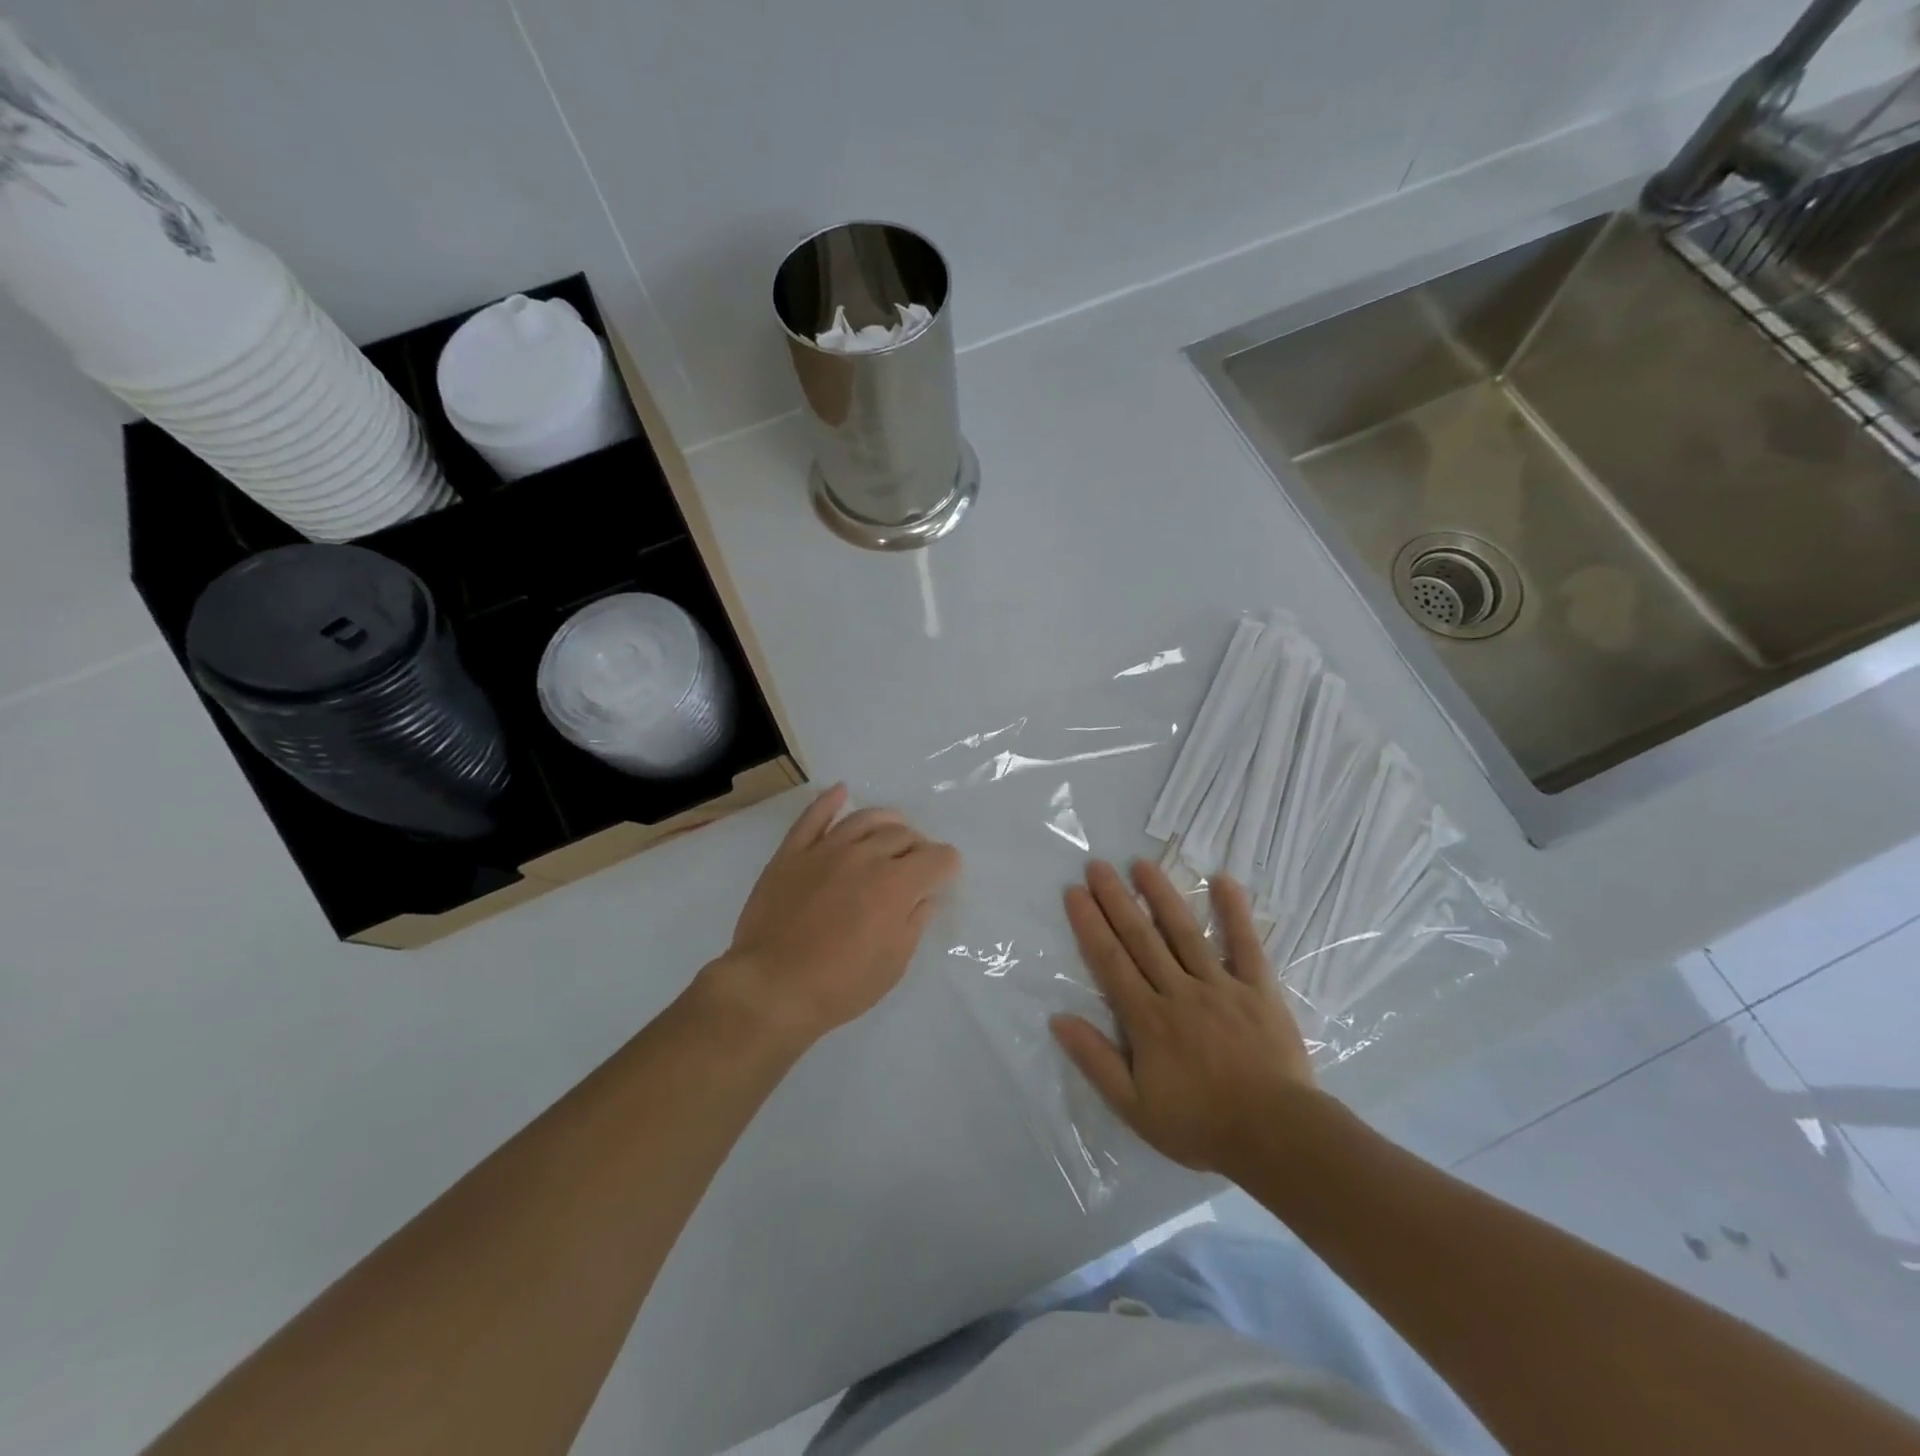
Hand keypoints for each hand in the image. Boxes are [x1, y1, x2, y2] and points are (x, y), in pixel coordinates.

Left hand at [706, 785, 960, 1048]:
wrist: (771, 988)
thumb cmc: (839, 986)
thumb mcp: (892, 965)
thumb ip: (914, 923)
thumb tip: (924, 897)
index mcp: (896, 885)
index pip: (937, 858)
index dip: (947, 865)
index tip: (945, 874)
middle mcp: (865, 856)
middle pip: (903, 835)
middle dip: (918, 846)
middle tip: (916, 863)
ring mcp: (825, 850)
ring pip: (864, 819)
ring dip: (886, 820)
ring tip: (893, 827)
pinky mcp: (792, 853)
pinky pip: (813, 817)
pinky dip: (829, 801)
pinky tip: (841, 792)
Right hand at [1051, 859, 1319, 1176]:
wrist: (1276, 1137)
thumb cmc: (1201, 1125)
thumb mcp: (1134, 1107)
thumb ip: (1096, 1060)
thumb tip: (1058, 1019)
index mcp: (1147, 1018)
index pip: (1110, 960)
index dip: (1089, 924)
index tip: (1074, 892)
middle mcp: (1178, 990)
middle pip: (1141, 937)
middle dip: (1116, 899)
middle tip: (1097, 866)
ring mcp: (1220, 985)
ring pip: (1184, 932)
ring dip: (1161, 895)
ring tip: (1141, 864)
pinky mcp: (1258, 989)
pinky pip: (1246, 945)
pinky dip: (1235, 912)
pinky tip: (1224, 881)